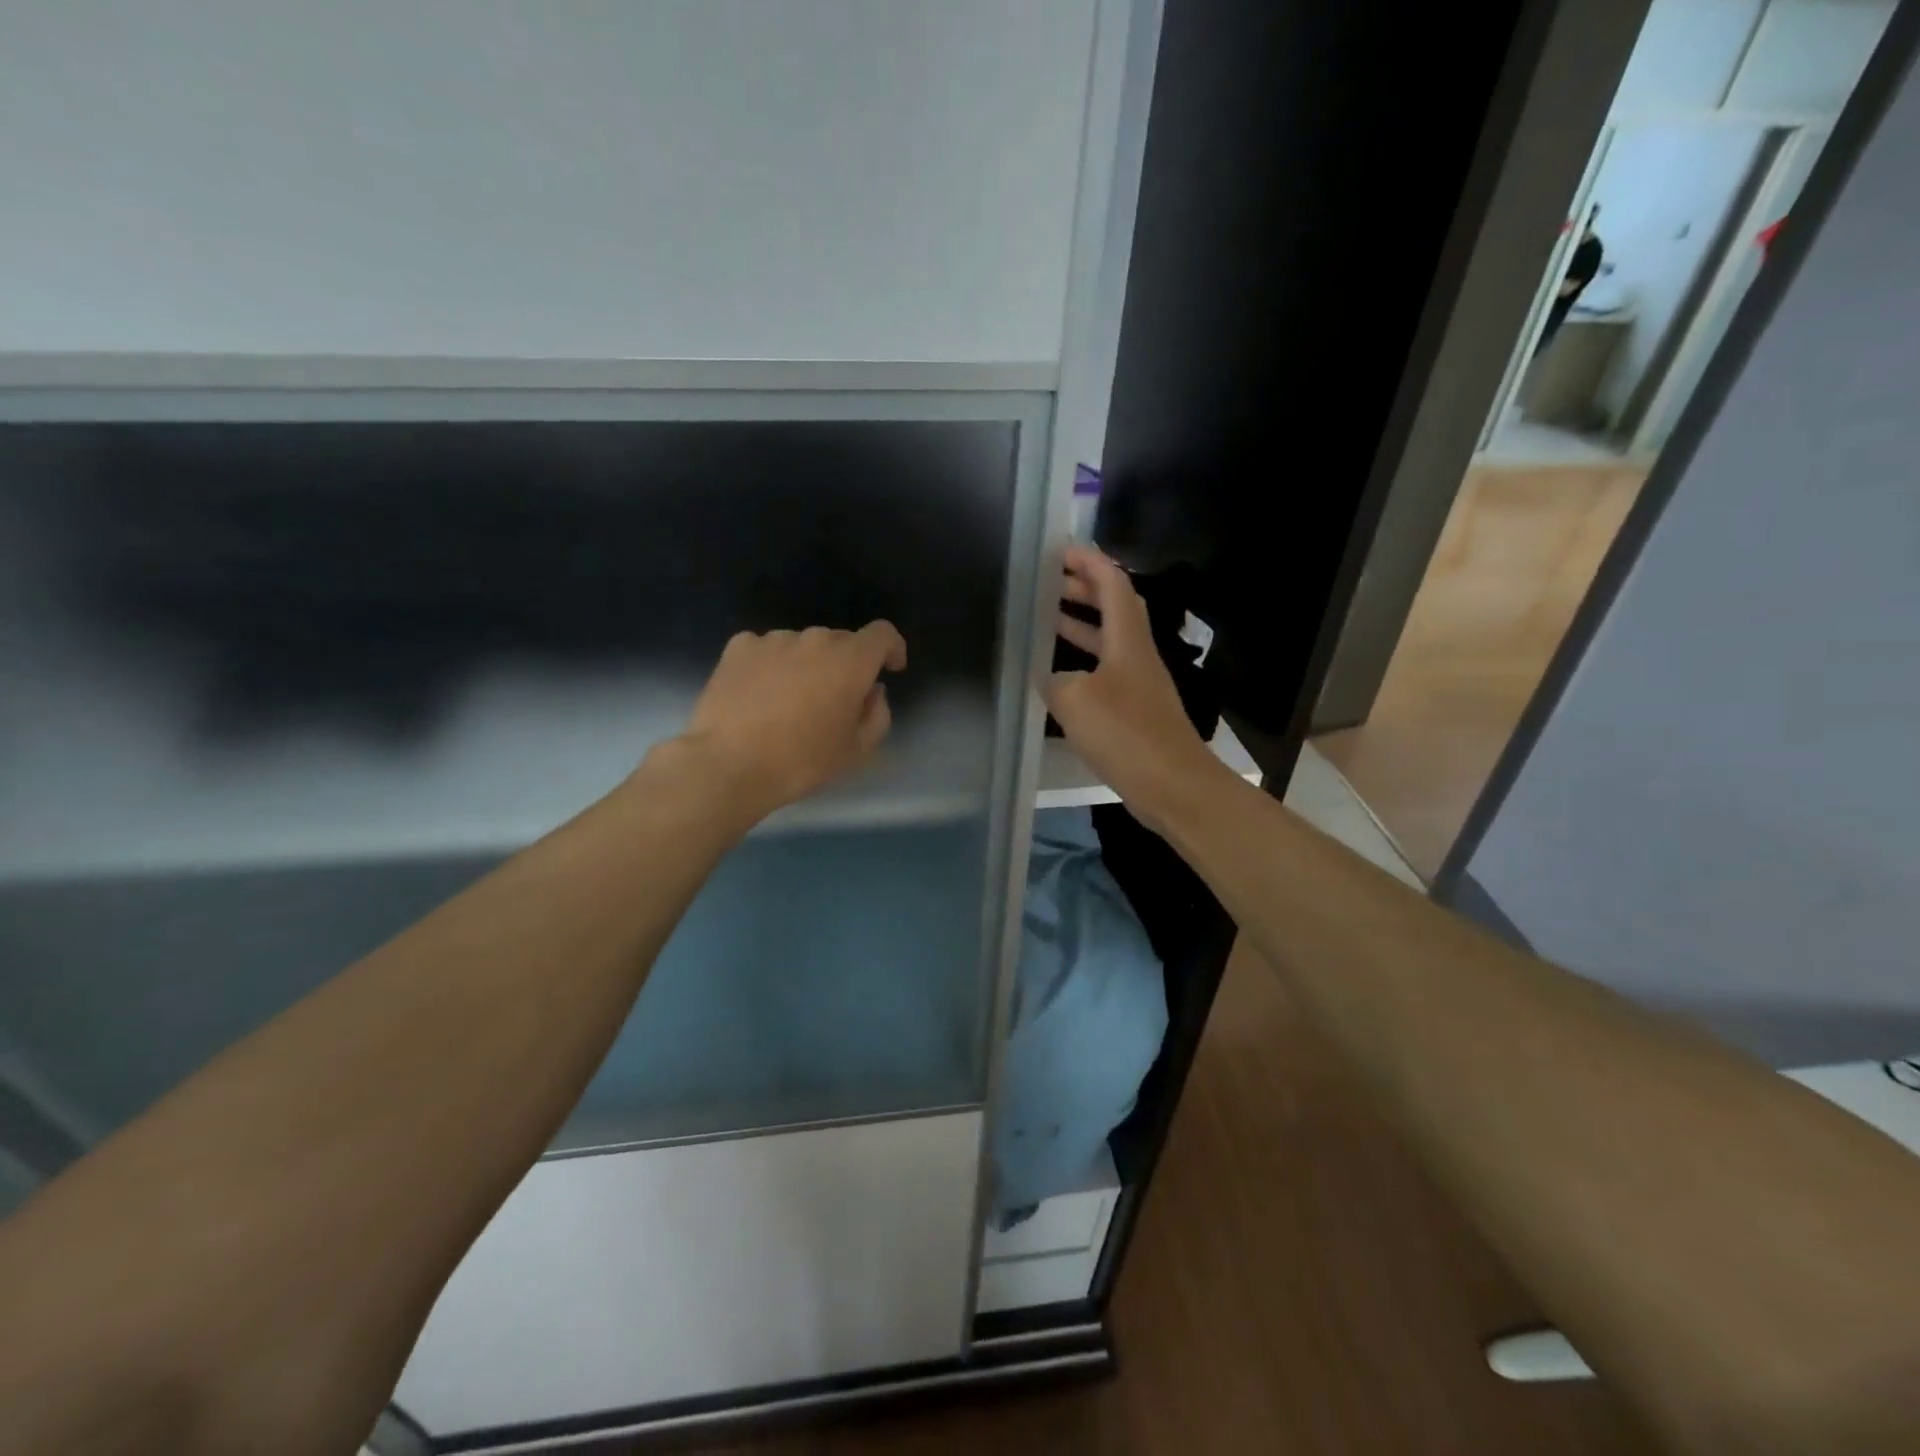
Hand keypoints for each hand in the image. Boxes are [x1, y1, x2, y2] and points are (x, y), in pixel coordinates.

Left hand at [668, 623, 907, 823]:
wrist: (729, 764)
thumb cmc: (801, 761)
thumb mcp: (857, 750)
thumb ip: (878, 715)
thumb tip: (871, 692)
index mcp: (850, 660)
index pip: (882, 634)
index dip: (891, 648)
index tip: (889, 669)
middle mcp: (814, 639)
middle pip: (841, 641)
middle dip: (846, 665)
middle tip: (835, 701)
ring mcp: (773, 639)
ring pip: (802, 646)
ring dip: (807, 665)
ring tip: (790, 701)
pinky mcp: (739, 647)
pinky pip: (767, 649)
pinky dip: (772, 665)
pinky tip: (760, 695)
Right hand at [1045, 545, 1225, 833]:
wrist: (1172, 785)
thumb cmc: (1125, 734)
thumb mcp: (1075, 700)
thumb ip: (1055, 680)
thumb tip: (1052, 678)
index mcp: (1128, 640)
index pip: (1113, 585)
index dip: (1089, 563)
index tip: (1061, 551)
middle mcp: (1138, 655)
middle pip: (1114, 609)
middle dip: (1084, 590)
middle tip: (1049, 583)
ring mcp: (1139, 685)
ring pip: (1109, 641)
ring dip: (1081, 626)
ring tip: (1046, 621)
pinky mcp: (1137, 712)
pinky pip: (1106, 671)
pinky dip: (1082, 662)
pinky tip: (1059, 678)